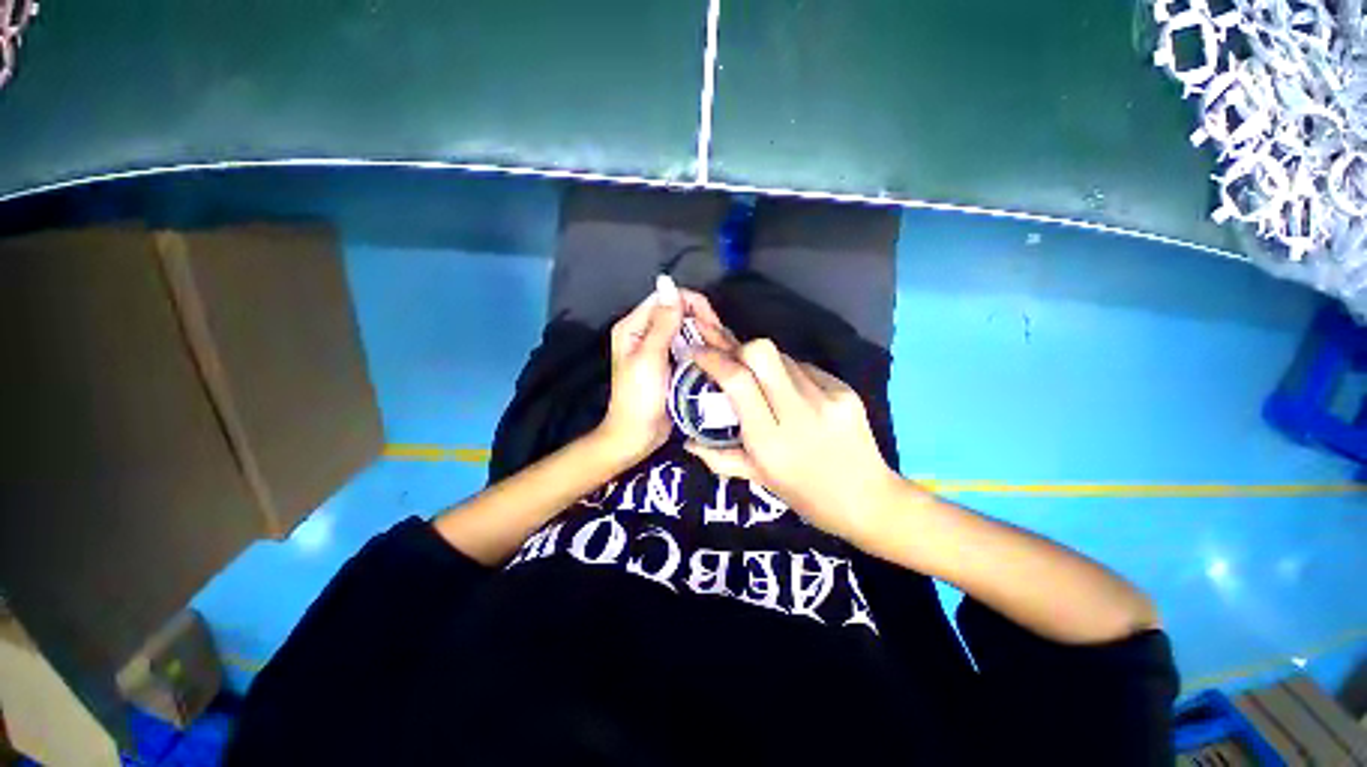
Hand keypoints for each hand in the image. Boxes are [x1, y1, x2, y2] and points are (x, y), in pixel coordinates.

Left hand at [597, 277, 734, 461]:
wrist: (637, 435)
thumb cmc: (639, 397)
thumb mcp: (649, 358)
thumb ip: (662, 323)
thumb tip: (670, 285)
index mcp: (633, 326)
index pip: (667, 299)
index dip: (692, 305)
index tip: (712, 325)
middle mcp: (645, 332)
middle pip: (679, 312)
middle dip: (701, 322)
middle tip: (720, 343)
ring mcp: (658, 348)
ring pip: (687, 329)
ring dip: (705, 336)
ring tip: (721, 351)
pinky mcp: (670, 363)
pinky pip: (689, 347)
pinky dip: (702, 349)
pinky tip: (715, 359)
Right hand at [685, 340, 901, 540]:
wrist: (869, 500)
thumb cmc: (807, 495)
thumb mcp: (759, 479)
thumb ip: (719, 457)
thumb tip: (687, 441)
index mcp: (770, 440)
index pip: (738, 381)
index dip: (713, 359)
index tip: (697, 352)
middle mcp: (799, 412)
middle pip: (762, 351)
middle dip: (739, 348)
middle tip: (732, 362)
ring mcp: (827, 397)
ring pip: (783, 356)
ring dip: (764, 363)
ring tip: (763, 383)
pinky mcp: (845, 389)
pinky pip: (805, 367)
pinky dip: (789, 374)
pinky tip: (792, 394)